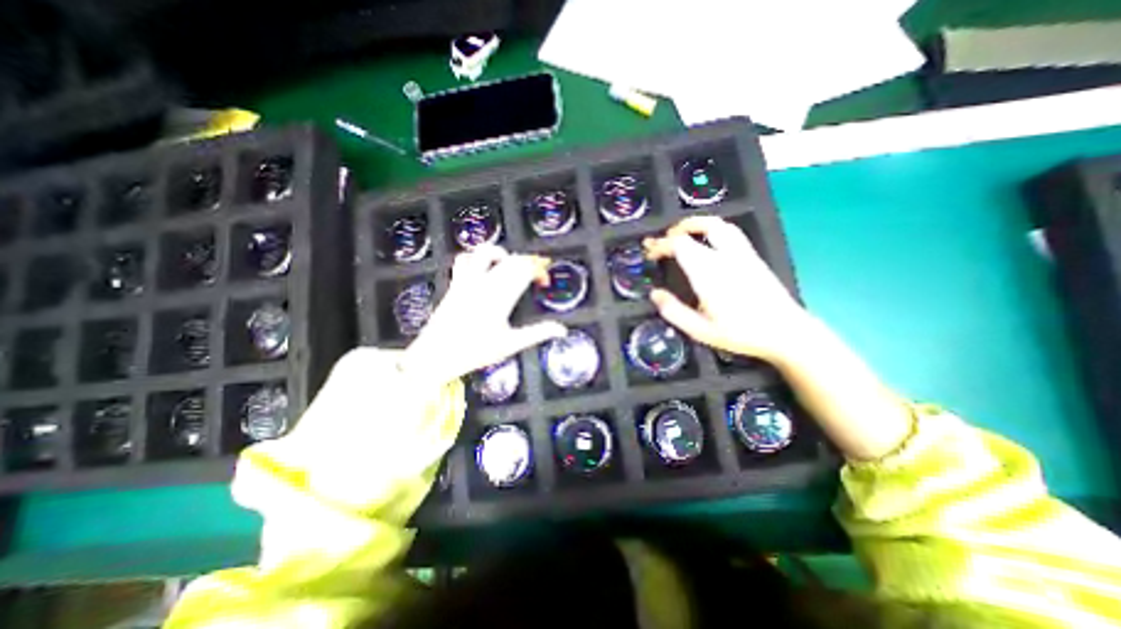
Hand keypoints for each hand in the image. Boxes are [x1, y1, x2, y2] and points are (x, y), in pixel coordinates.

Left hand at [401, 243, 565, 382]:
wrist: (435, 355)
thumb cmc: (474, 352)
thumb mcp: (510, 344)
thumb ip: (538, 333)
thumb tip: (562, 330)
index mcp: (501, 296)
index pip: (525, 269)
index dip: (539, 270)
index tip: (544, 281)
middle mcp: (485, 283)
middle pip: (511, 259)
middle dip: (527, 262)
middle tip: (535, 274)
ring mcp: (467, 281)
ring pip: (486, 252)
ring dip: (502, 254)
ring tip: (510, 264)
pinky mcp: (455, 284)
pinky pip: (464, 260)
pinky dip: (476, 258)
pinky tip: (482, 267)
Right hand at [644, 216, 810, 362]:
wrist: (786, 332)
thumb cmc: (740, 333)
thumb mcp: (700, 330)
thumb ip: (674, 311)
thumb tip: (655, 294)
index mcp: (709, 272)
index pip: (680, 244)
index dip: (661, 244)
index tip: (650, 253)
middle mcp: (725, 256)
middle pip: (701, 226)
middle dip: (678, 229)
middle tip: (664, 239)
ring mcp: (742, 254)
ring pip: (719, 225)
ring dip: (697, 225)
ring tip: (684, 235)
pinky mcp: (753, 257)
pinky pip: (730, 233)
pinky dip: (712, 230)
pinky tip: (708, 244)